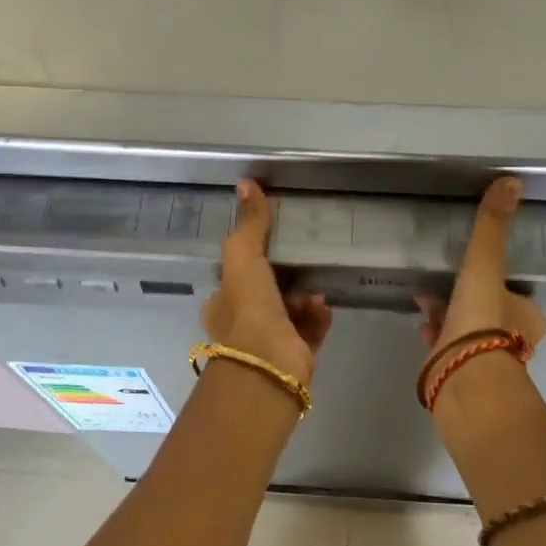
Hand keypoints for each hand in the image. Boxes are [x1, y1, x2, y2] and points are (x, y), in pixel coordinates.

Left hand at [201, 180, 331, 385]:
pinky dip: (318, 316)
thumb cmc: (248, 308)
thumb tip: (246, 182)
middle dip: (284, 276)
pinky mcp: (296, 356)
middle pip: (265, 293)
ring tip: (316, 286)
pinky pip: (310, 330)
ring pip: (290, 311)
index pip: (235, 276)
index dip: (251, 259)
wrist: (269, 363)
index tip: (272, 242)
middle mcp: (242, 325)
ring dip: (304, 295)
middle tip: (303, 259)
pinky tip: (324, 305)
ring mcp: (270, 343)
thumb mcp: (243, 256)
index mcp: (222, 304)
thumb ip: (248, 223)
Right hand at [417, 177, 545, 364]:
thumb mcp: (485, 265)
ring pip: (466, 328)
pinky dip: (435, 333)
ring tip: (426, 298)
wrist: (464, 380)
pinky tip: (422, 325)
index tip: (478, 268)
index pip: (515, 292)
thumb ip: (493, 227)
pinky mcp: (457, 373)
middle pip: (489, 309)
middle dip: (469, 296)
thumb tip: (512, 181)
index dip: (497, 279)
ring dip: (449, 314)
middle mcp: (511, 339)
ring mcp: (482, 359)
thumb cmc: (482, 321)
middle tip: (447, 279)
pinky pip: (445, 345)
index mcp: (527, 316)